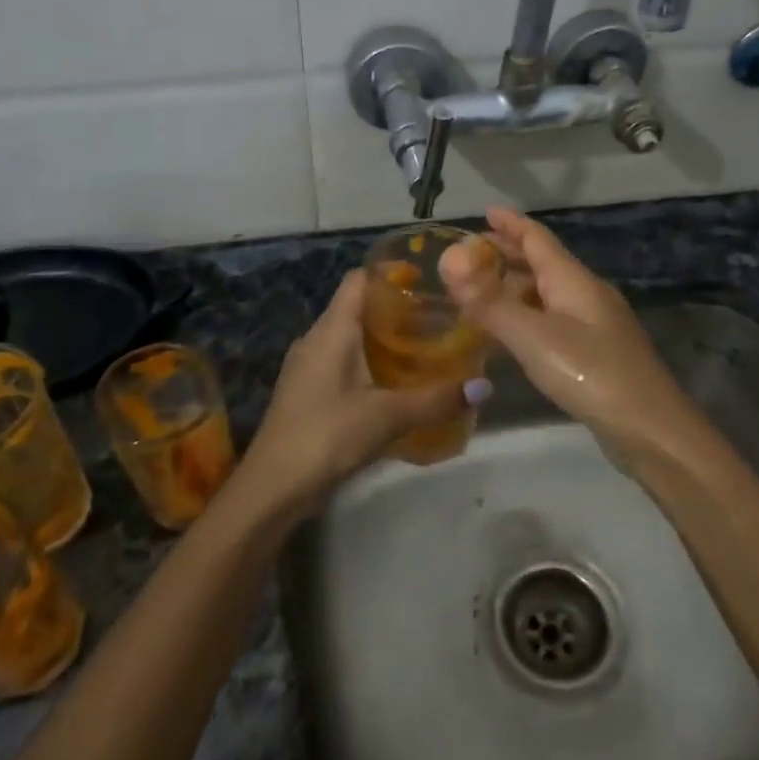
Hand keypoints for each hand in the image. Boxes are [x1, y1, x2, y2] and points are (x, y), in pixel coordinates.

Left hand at [231, 270, 486, 520]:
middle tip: (440, 320)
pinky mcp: (308, 392)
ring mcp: (308, 367)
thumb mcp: (387, 416)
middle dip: (398, 311)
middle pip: (358, 308)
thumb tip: (485, 386)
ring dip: (384, 342)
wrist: (273, 486)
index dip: (391, 273)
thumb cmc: (327, 436)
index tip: (430, 281)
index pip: (359, 279)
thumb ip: (436, 399)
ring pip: (351, 339)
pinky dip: (370, 366)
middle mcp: (316, 339)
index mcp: (332, 330)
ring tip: (426, 350)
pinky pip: (343, 364)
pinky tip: (397, 386)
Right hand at [439, 208, 697, 458]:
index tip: (484, 211)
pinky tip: (514, 332)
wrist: (649, 427)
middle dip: (510, 253)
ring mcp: (595, 324)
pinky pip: (554, 319)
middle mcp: (586, 294)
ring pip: (549, 293)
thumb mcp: (532, 336)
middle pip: (544, 263)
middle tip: (473, 252)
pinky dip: (528, 314)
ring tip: (484, 290)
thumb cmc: (590, 373)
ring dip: (517, 285)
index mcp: (573, 280)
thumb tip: (448, 259)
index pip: (537, 239)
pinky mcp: (596, 352)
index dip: (510, 224)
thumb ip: (488, 301)